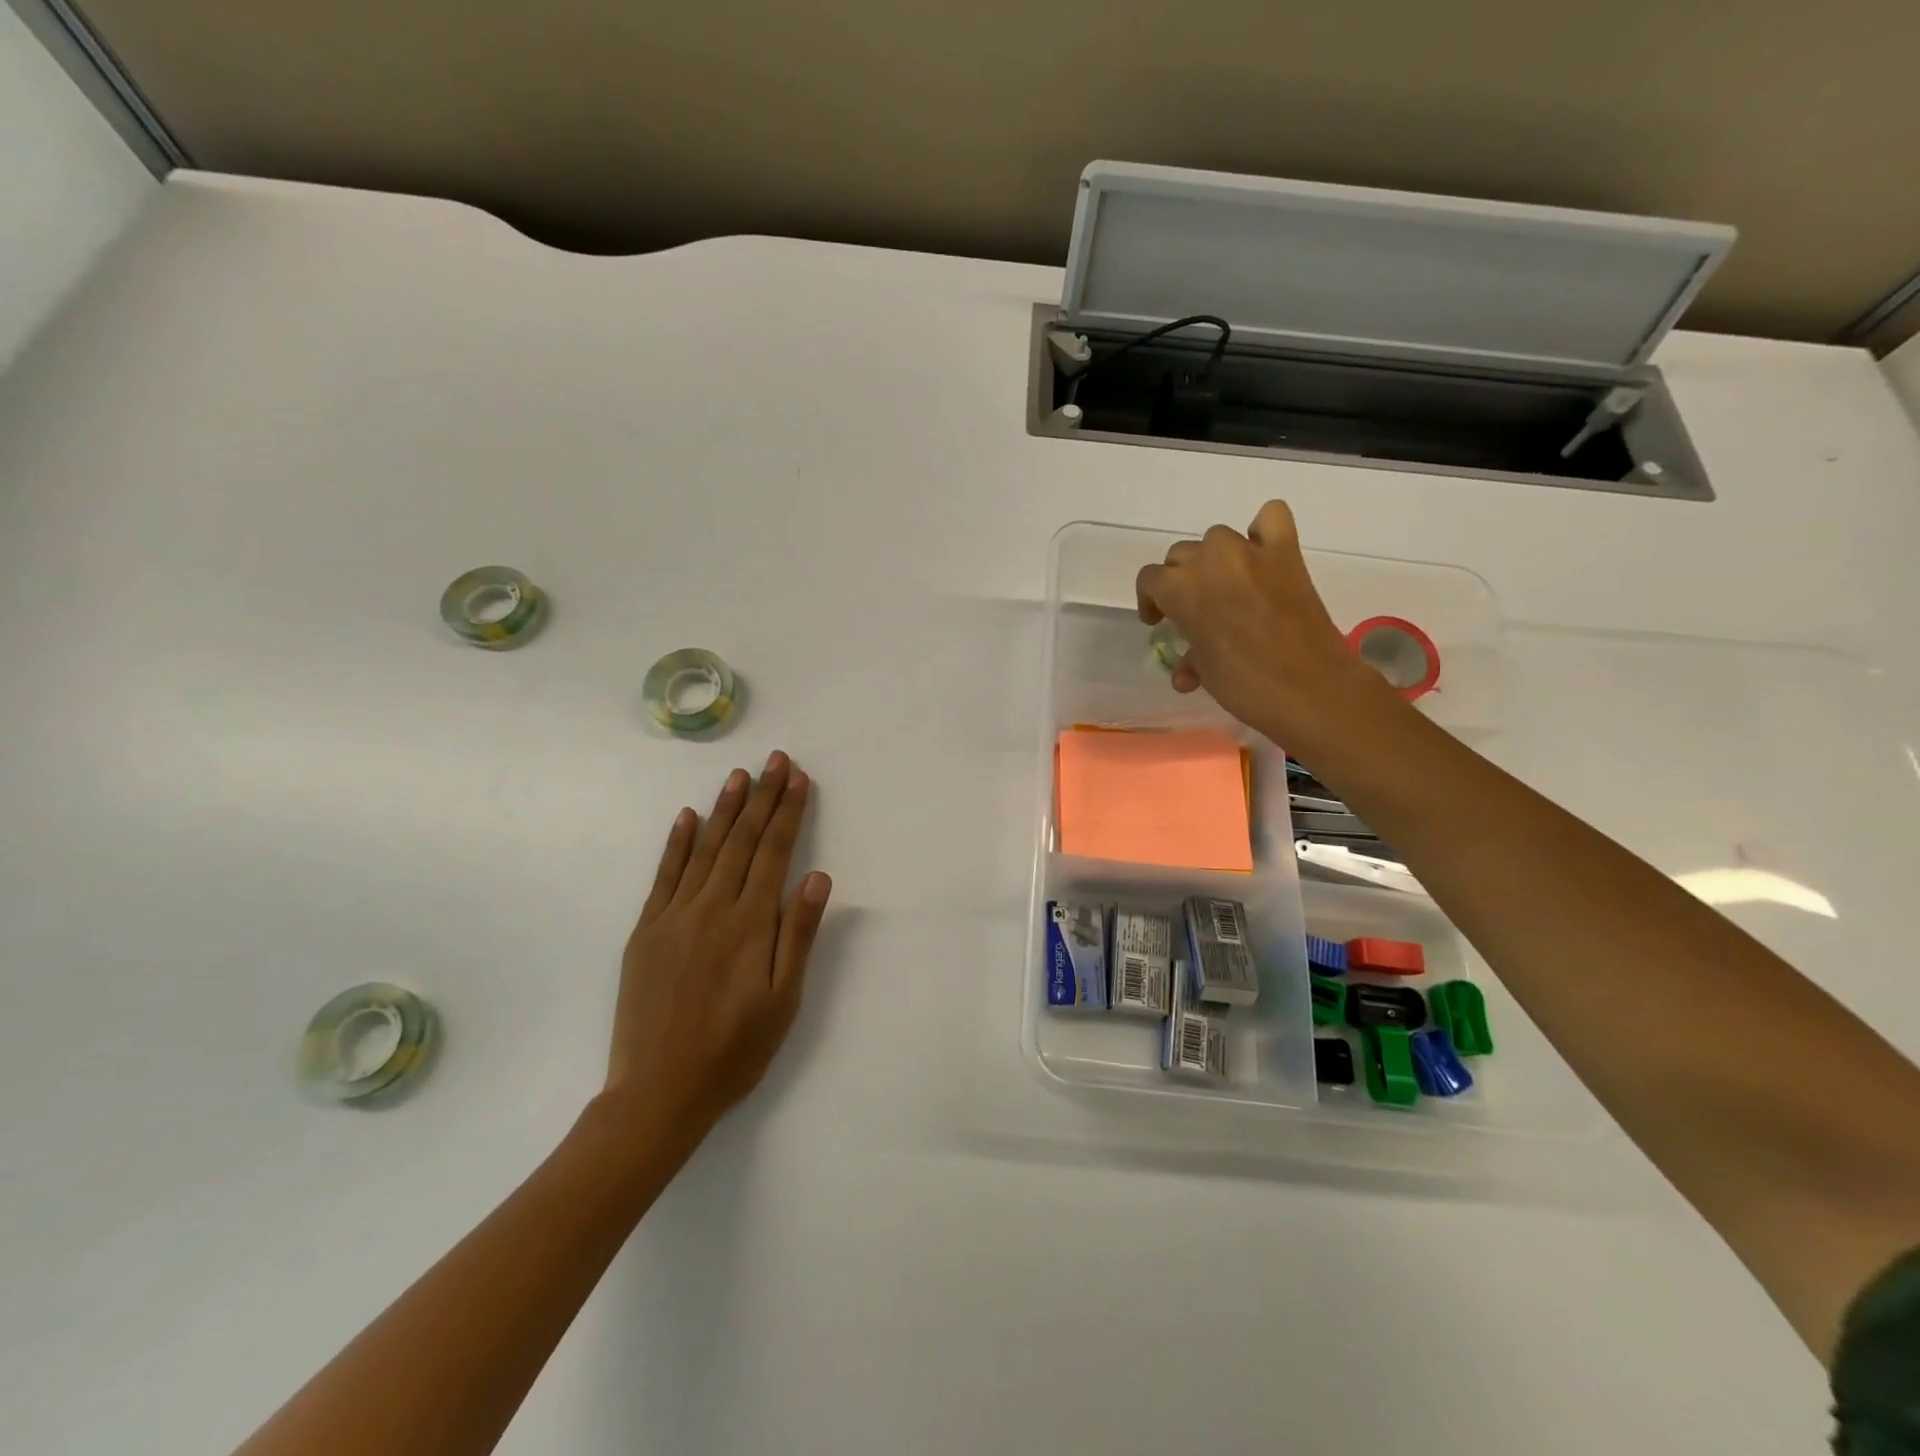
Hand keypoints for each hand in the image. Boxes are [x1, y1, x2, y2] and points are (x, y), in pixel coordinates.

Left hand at [603, 751, 831, 1138]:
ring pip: (706, 848)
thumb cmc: (734, 1049)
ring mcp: (674, 915)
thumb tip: (817, 877)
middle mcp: (713, 907)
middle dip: (762, 797)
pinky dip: (678, 843)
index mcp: (750, 923)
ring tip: (740, 775)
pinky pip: (665, 875)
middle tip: (776, 760)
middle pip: (743, 840)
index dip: (789, 812)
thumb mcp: (783, 1000)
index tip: (798, 778)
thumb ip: (798, 934)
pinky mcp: (646, 930)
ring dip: (725, 809)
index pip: (774, 852)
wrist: (658, 1091)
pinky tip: (688, 817)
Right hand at [1136, 500, 1394, 750]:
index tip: (1159, 622)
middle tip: (1193, 610)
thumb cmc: (1246, 687)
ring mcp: (1252, 553)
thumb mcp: (1206, 673)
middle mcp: (1212, 561)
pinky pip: (1270, 518)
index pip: (1150, 579)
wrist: (1311, 690)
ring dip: (1214, 559)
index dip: (1150, 601)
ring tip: (1226, 587)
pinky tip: (1260, 555)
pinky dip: (1261, 532)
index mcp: (1182, 590)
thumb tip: (1187, 669)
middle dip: (1180, 581)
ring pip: (1217, 538)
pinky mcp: (1287, 553)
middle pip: (1181, 556)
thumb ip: (1190, 657)